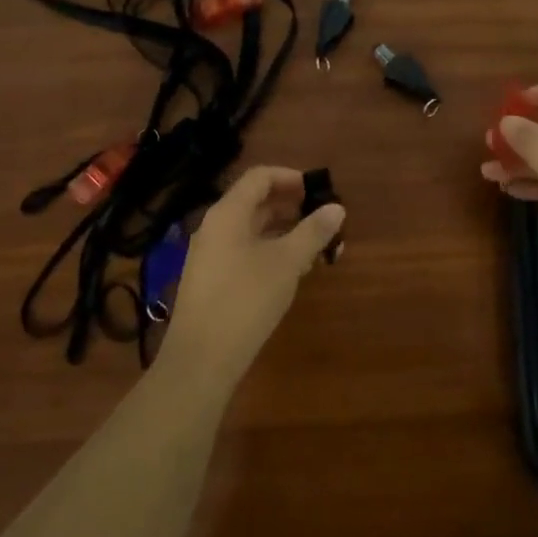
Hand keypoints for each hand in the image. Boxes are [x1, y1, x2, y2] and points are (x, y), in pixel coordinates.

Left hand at [157, 166, 345, 388]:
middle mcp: (214, 227)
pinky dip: (269, 251)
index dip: (291, 178)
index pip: (259, 177)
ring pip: (251, 230)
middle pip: (254, 202)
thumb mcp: (287, 263)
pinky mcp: (211, 280)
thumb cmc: (246, 300)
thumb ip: (313, 232)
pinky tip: (291, 272)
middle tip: (322, 220)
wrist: (201, 359)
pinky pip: (243, 251)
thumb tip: (337, 207)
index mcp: (228, 213)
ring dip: (283, 232)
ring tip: (314, 248)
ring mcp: (209, 255)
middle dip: (291, 207)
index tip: (318, 190)